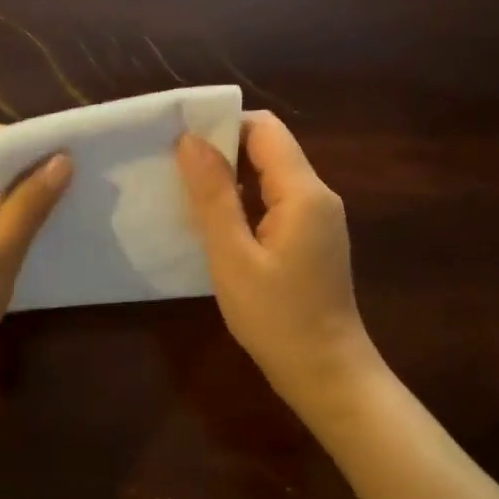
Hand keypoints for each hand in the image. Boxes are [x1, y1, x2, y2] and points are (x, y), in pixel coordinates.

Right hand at [177, 112, 376, 405]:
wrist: (326, 373)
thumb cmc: (277, 318)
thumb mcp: (233, 257)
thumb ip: (213, 196)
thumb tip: (190, 140)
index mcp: (304, 192)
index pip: (264, 129)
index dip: (222, 124)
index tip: (179, 138)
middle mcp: (317, 195)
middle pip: (268, 149)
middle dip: (221, 150)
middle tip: (171, 166)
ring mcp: (317, 219)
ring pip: (269, 177)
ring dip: (229, 179)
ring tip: (183, 192)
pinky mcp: (311, 239)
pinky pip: (274, 203)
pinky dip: (243, 203)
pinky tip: (213, 224)